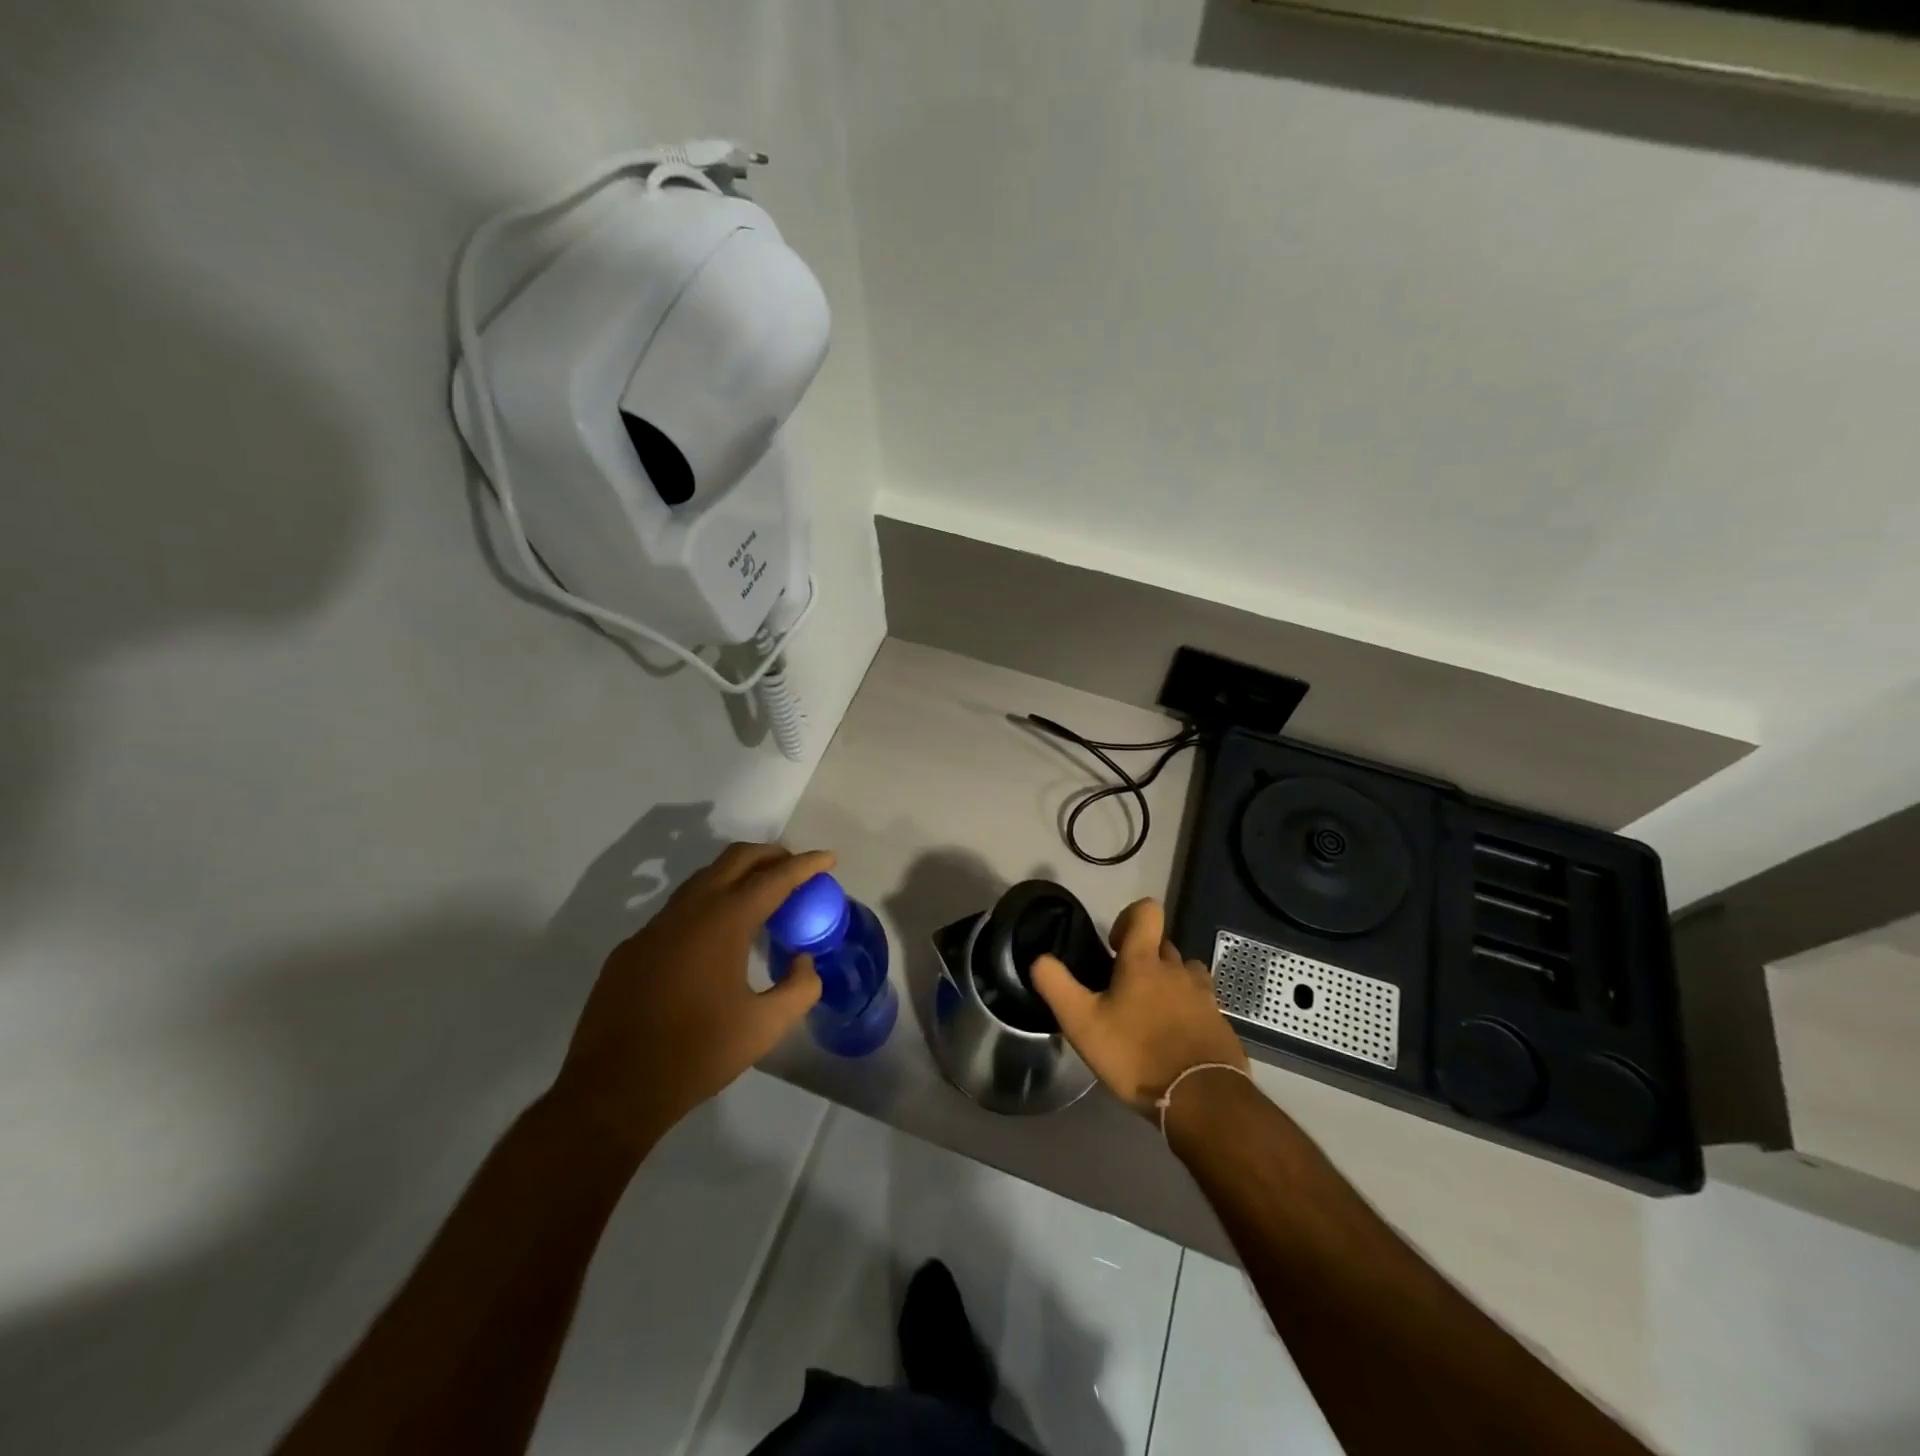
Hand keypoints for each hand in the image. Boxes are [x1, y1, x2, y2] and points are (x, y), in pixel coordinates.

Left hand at [550, 843, 831, 1152]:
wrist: (613, 1090)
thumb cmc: (698, 1053)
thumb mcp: (765, 1026)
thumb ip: (799, 987)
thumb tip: (803, 961)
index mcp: (724, 922)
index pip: (774, 878)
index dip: (806, 865)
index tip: (828, 858)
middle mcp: (688, 911)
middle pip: (735, 859)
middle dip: (770, 855)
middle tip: (796, 868)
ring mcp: (654, 927)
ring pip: (702, 880)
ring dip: (737, 876)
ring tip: (761, 897)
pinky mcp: (631, 948)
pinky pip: (678, 910)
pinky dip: (708, 905)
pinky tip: (715, 940)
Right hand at [1031, 897, 1247, 1117]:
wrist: (1202, 1100)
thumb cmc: (1136, 1055)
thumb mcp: (1082, 1024)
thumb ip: (1056, 985)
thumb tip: (1040, 959)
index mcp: (1145, 961)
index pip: (1147, 911)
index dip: (1129, 918)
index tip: (1114, 948)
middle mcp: (1178, 969)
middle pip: (1163, 946)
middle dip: (1144, 959)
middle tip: (1123, 992)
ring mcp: (1204, 996)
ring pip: (1185, 973)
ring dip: (1169, 984)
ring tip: (1150, 1015)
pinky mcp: (1221, 1023)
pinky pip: (1201, 1005)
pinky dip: (1187, 1013)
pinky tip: (1172, 1042)